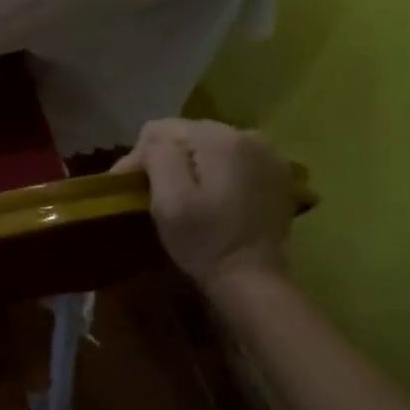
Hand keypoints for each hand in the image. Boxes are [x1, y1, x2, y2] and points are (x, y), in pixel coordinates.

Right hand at [112, 119, 294, 286]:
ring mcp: (268, 153)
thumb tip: (152, 138)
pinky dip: (217, 170)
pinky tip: (213, 194)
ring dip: (191, 163)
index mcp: (219, 139)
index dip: (141, 156)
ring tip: (182, 192)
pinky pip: (233, 157)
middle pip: (188, 133)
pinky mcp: (276, 172)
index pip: (161, 129)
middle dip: (167, 157)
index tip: (132, 187)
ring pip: (209, 144)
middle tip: (153, 191)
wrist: (252, 279)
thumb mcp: (169, 198)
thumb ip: (158, 154)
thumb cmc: (203, 241)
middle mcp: (248, 135)